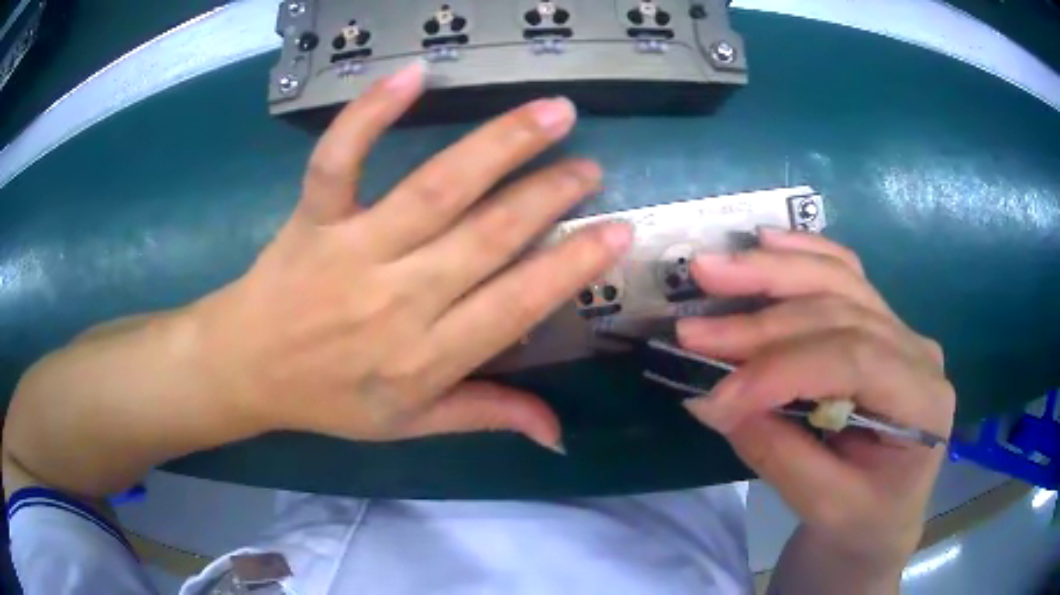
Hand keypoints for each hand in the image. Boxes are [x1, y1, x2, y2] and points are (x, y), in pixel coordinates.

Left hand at [191, 61, 631, 450]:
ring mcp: (353, 250)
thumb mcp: (409, 426)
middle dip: (549, 196)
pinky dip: (371, 114)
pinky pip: (341, 158)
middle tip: (590, 166)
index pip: (517, 304)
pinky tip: (414, 75)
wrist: (247, 368)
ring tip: (553, 113)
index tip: (617, 232)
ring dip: (502, 144)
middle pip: (488, 236)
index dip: (573, 266)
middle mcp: (398, 299)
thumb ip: (485, 415)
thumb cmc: (328, 399)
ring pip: (437, 188)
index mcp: (425, 357)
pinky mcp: (314, 217)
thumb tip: (558, 432)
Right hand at [676, 230, 954, 570]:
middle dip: (762, 321)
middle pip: (841, 312)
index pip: (852, 361)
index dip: (779, 371)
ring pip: (839, 280)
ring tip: (713, 270)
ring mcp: (901, 331)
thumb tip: (709, 400)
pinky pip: (844, 276)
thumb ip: (775, 451)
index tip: (714, 397)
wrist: (884, 519)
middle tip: (692, 328)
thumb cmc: (862, 522)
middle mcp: (918, 351)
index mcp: (924, 400)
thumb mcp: (824, 507)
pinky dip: (802, 256)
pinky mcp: (879, 325)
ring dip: (772, 273)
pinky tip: (766, 242)